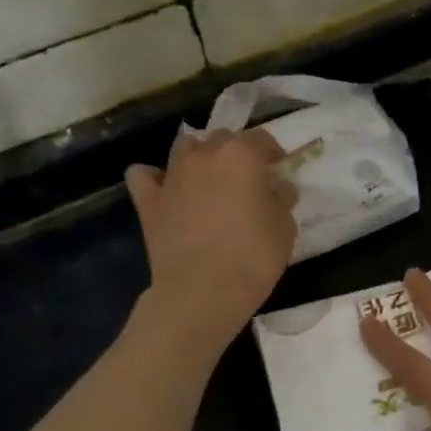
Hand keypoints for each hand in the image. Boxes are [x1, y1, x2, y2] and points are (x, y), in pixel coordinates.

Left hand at [126, 128, 296, 348]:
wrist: (203, 290)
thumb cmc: (253, 257)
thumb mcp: (285, 228)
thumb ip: (281, 200)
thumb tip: (277, 188)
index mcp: (242, 155)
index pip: (262, 139)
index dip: (273, 154)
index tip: (279, 172)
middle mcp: (205, 155)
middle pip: (223, 139)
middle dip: (236, 154)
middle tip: (247, 182)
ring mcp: (172, 175)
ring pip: (185, 147)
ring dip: (199, 157)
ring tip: (209, 182)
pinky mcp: (148, 200)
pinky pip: (145, 175)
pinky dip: (154, 178)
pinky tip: (166, 191)